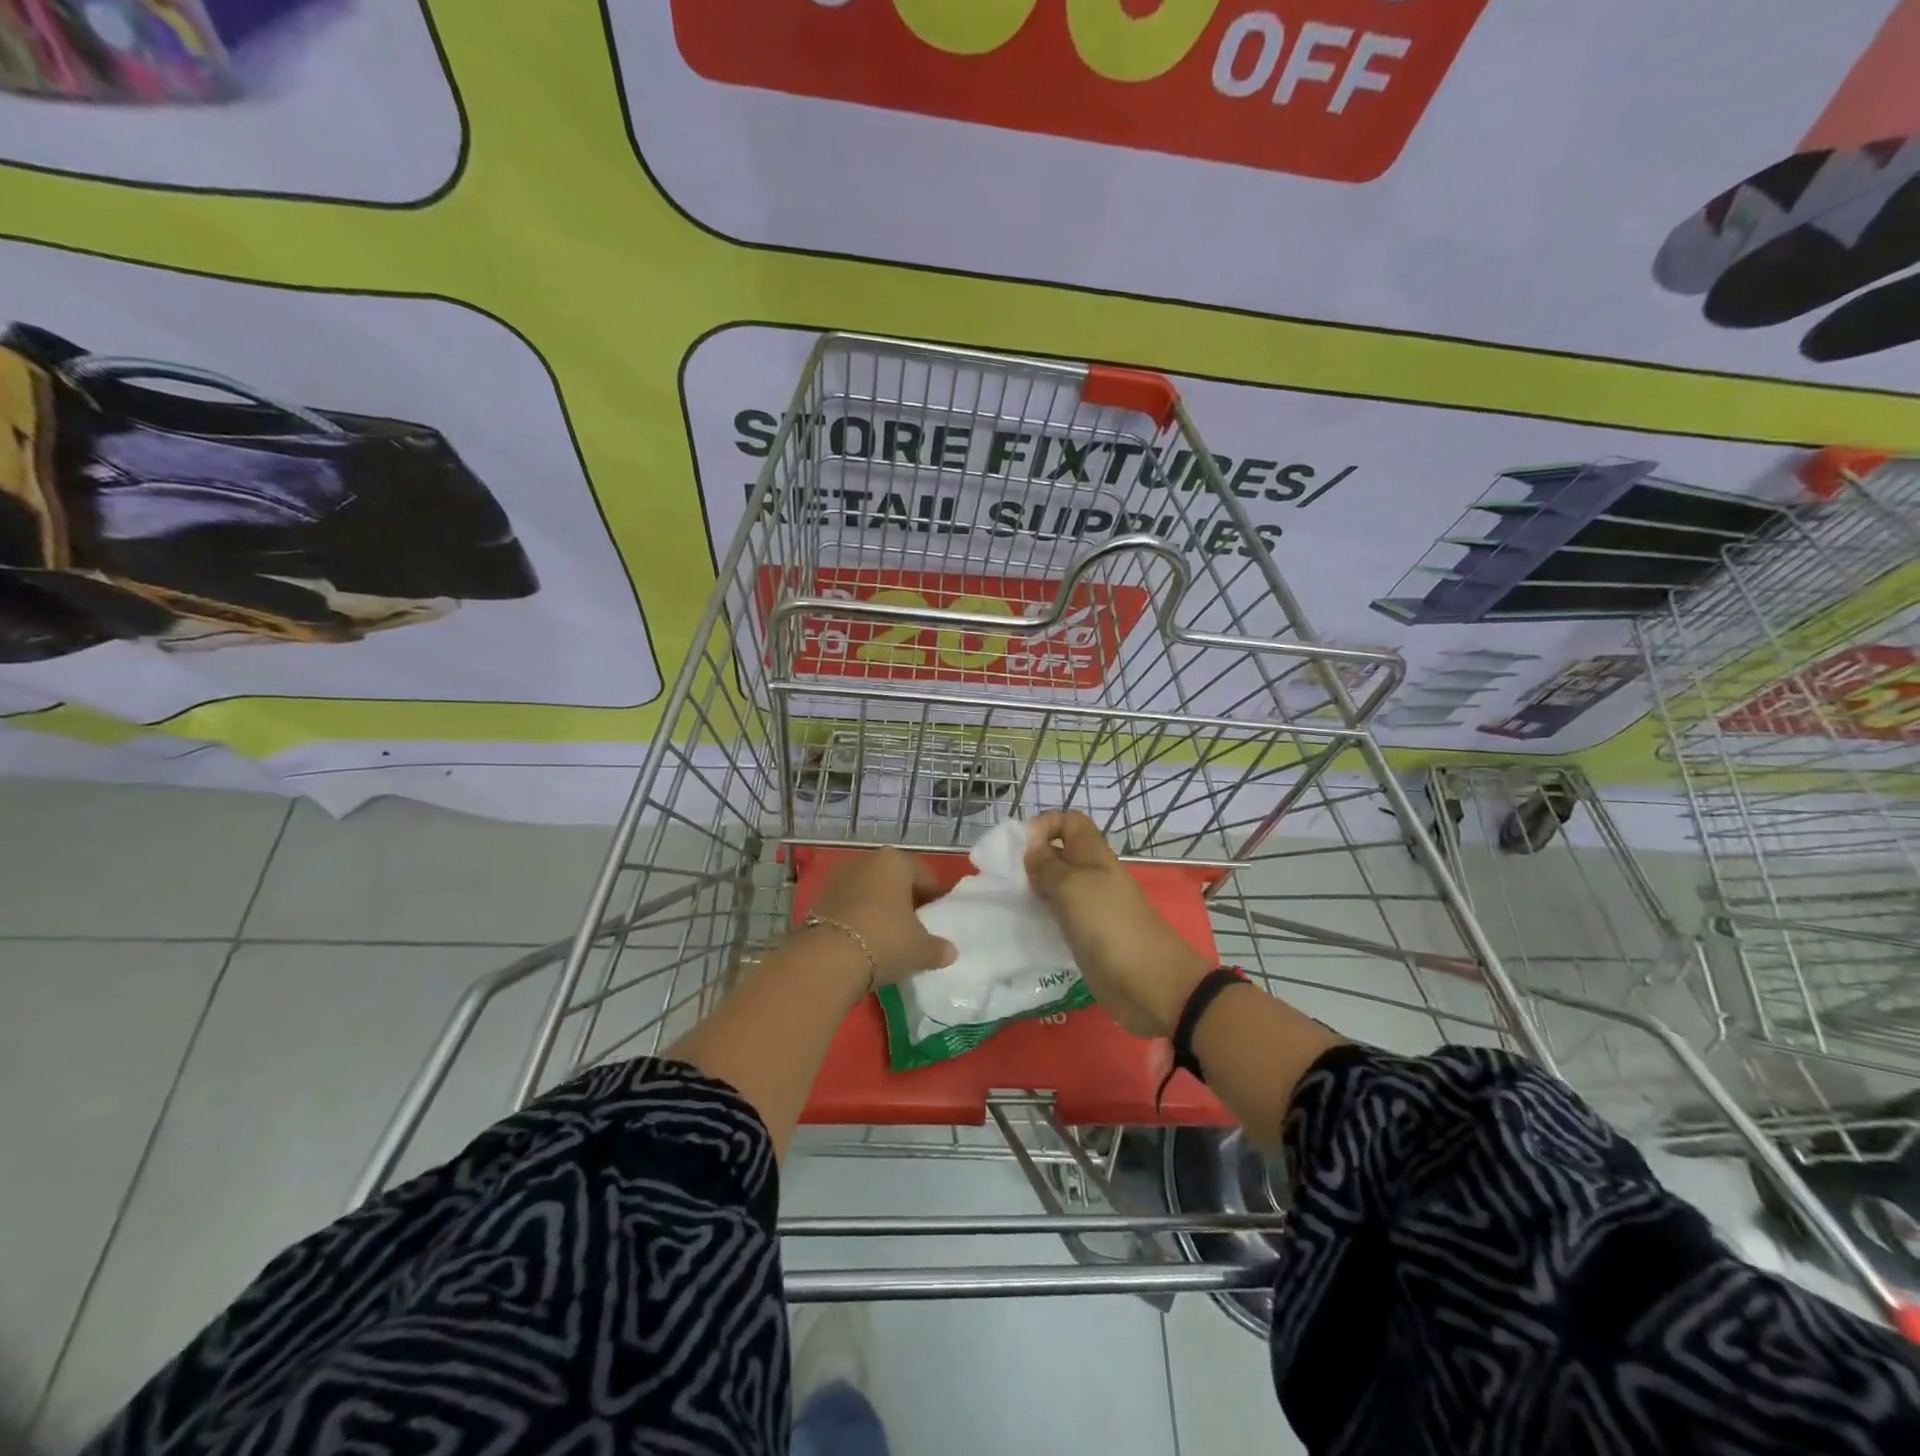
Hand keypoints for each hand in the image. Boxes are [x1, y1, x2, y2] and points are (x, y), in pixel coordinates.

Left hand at [806, 848, 957, 985]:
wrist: (827, 959)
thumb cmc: (885, 940)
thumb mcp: (920, 949)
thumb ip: (938, 948)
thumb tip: (949, 951)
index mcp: (895, 861)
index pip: (924, 875)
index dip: (935, 897)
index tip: (938, 918)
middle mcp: (866, 861)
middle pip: (894, 880)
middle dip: (905, 901)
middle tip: (916, 928)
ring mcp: (839, 879)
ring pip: (869, 892)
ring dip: (880, 910)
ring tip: (889, 938)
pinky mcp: (819, 900)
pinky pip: (849, 907)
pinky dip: (859, 919)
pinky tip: (865, 943)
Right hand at [1024, 811, 1211, 1037]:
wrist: (1149, 983)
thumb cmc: (1108, 925)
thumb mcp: (1071, 886)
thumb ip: (1046, 865)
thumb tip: (1032, 850)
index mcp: (1093, 855)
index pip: (1069, 822)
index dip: (1044, 825)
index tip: (1020, 849)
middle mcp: (1092, 876)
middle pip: (1059, 855)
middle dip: (1032, 861)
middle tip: (1007, 881)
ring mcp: (1091, 908)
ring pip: (1056, 887)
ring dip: (1034, 892)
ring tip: (1011, 905)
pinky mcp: (1087, 937)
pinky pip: (1060, 918)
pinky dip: (1042, 920)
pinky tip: (1025, 930)